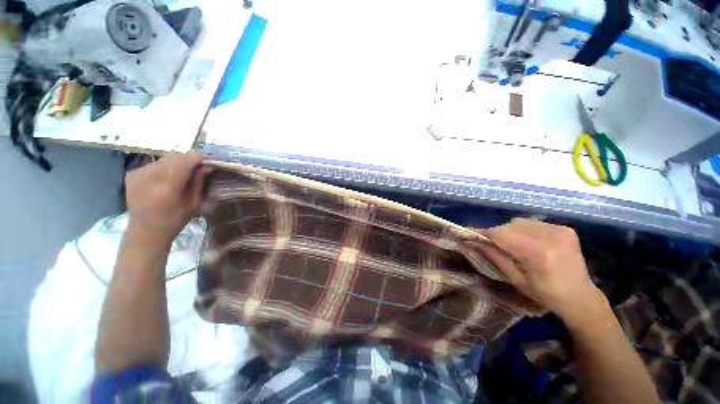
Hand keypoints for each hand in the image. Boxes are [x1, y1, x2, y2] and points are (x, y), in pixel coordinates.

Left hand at [124, 153, 211, 246]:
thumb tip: (207, 166)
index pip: (184, 161)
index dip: (197, 158)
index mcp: (167, 187)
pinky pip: (154, 163)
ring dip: (176, 162)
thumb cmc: (174, 220)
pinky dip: (164, 166)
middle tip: (197, 166)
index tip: (207, 161)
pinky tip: (166, 177)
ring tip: (182, 172)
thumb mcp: (193, 202)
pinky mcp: (131, 174)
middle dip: (188, 159)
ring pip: (164, 158)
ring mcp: (138, 174)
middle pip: (174, 156)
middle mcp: (150, 176)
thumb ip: (198, 182)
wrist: (145, 231)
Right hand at [479, 218, 607, 327]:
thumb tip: (475, 242)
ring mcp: (559, 230)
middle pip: (509, 226)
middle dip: (497, 234)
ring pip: (519, 222)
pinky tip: (528, 242)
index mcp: (537, 253)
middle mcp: (549, 236)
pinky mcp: (565, 228)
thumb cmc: (545, 294)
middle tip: (491, 244)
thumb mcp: (515, 279)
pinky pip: (533, 223)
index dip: (483, 233)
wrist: (581, 297)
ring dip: (510, 231)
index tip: (470, 234)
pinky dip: (524, 230)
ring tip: (512, 244)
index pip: (500, 234)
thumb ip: (495, 257)